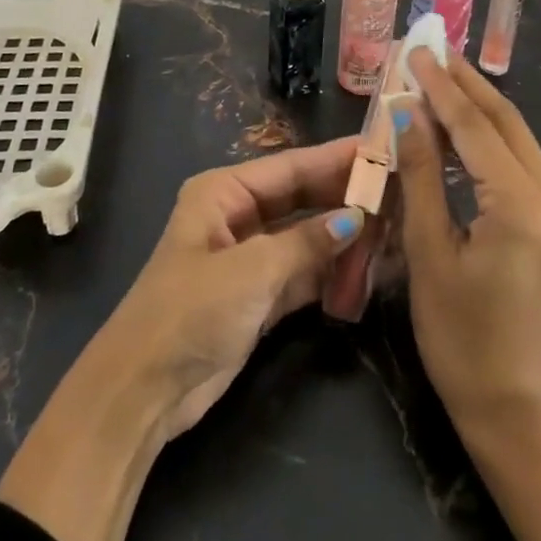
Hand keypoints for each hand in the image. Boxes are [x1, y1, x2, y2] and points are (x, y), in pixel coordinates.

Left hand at [94, 136, 366, 437]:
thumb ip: (307, 242)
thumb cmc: (191, 311)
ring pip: (305, 237)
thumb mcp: (252, 270)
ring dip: (343, 236)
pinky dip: (331, 272)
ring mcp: (248, 258)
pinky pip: (303, 273)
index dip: (336, 158)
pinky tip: (368, 266)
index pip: (291, 167)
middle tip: (397, 188)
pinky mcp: (257, 297)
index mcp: (223, 192)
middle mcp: (236, 217)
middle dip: (344, 196)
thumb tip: (357, 218)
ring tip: (394, 225)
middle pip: (300, 199)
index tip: (380, 149)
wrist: (143, 391)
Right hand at [395, 56, 540, 540]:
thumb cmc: (460, 336)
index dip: (441, 85)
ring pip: (516, 137)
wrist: (515, 406)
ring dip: (477, 106)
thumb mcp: (429, 251)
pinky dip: (487, 137)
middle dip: (466, 82)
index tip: (416, 49)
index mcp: (521, 205)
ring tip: (439, 75)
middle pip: (505, 121)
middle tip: (431, 49)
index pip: (475, 127)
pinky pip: (520, 162)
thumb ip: (420, 174)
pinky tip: (460, 125)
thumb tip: (406, 111)